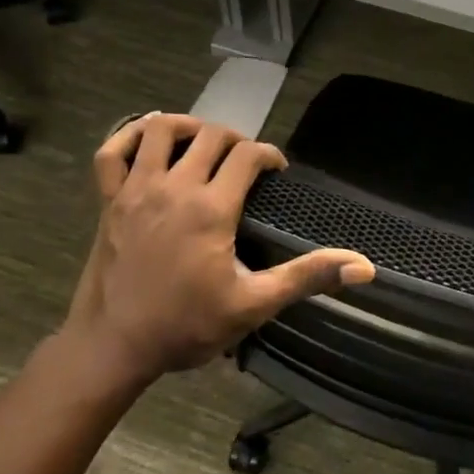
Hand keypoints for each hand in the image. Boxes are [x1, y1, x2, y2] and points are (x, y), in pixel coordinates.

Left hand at [57, 113, 374, 388]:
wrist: (114, 346)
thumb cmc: (186, 326)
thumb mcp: (254, 304)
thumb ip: (307, 277)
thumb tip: (364, 268)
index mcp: (212, 208)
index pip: (248, 155)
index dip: (269, 155)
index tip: (277, 172)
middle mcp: (174, 187)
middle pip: (210, 135)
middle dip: (235, 139)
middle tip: (245, 162)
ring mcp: (135, 189)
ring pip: (160, 129)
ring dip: (187, 126)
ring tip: (202, 142)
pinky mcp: (108, 199)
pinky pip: (112, 149)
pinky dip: (128, 134)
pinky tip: (146, 139)